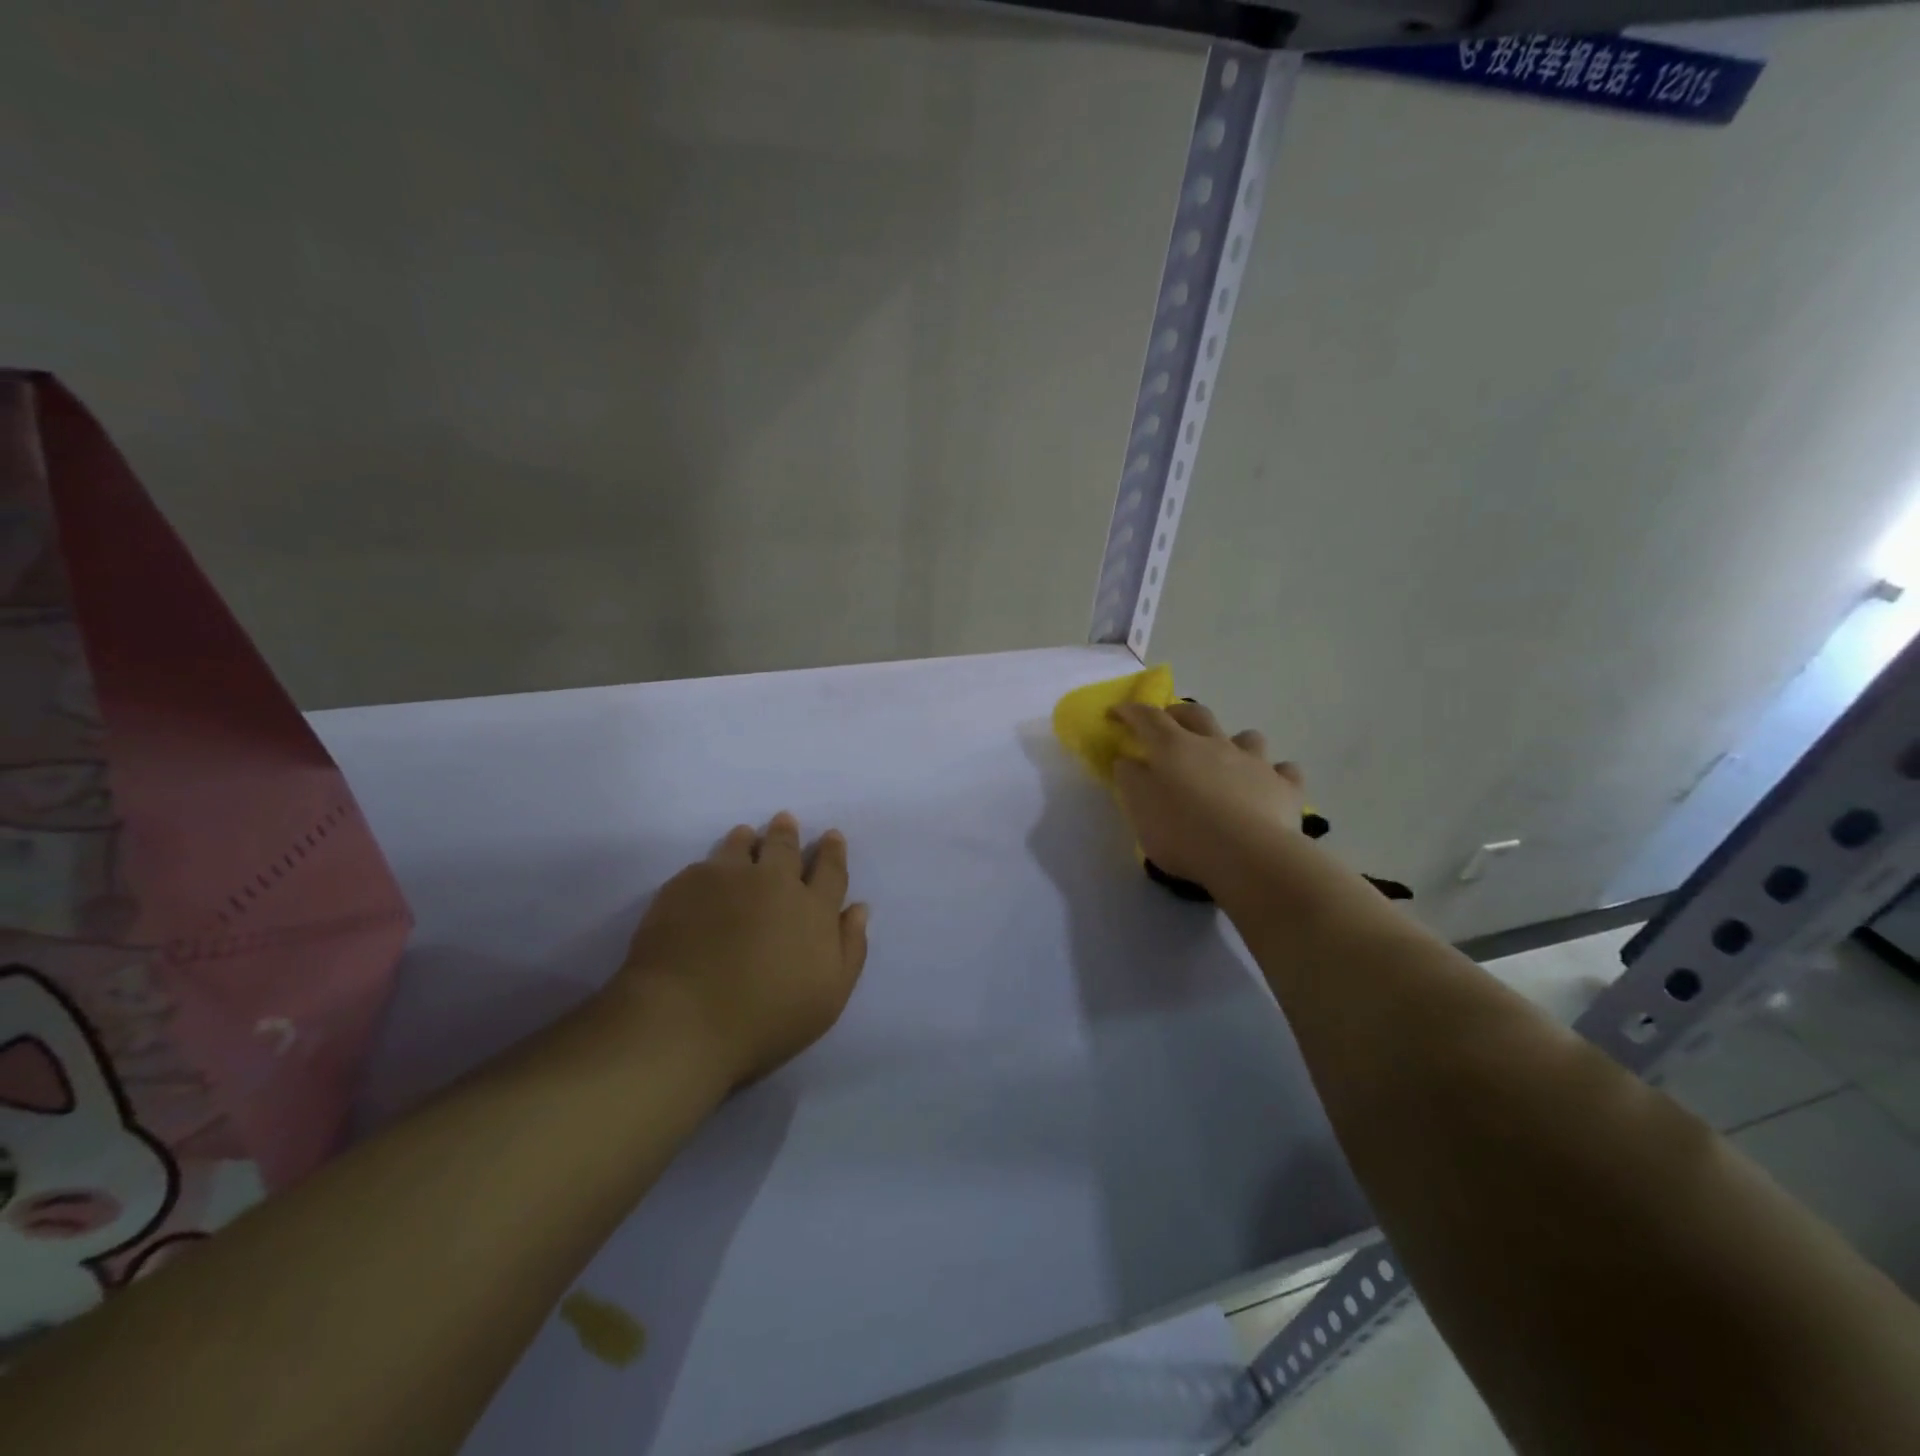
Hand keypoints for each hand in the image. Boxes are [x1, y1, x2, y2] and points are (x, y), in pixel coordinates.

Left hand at [609, 813, 869, 1091]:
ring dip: (748, 839)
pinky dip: (713, 864)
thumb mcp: (829, 996)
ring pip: (741, 846)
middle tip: (785, 820)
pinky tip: (707, 873)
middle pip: (785, 847)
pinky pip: (705, 865)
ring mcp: (727, 879)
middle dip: (787, 833)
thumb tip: (858, 908)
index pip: (830, 870)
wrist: (684, 1019)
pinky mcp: (685, 886)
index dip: (832, 851)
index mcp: (813, 909)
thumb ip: (850, 948)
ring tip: (746, 836)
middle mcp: (774, 883)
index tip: (831, 836)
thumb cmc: (767, 1018)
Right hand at [1108, 702, 1307, 898]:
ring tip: (1227, 757)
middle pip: (1196, 715)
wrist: (1248, 856)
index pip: (1147, 718)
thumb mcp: (1139, 808)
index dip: (1130, 711)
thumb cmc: (1182, 832)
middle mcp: (1215, 744)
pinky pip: (1285, 771)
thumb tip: (1129, 760)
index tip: (1116, 712)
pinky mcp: (1285, 787)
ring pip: (1247, 737)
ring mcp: (1255, 763)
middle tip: (1167, 722)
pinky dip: (1276, 774)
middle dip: (1178, 713)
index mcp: (1174, 747)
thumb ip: (1131, 779)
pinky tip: (1271, 785)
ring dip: (1234, 741)